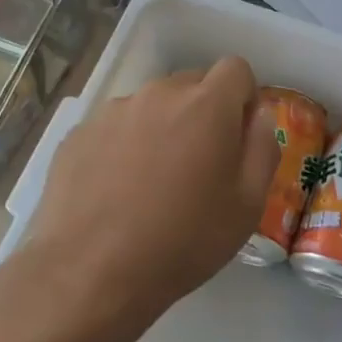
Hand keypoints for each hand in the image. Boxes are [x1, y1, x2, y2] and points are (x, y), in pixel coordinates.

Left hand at [13, 57, 278, 338]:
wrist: (90, 272)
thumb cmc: (183, 240)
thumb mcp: (248, 204)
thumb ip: (262, 147)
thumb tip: (259, 116)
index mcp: (206, 104)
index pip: (235, 69)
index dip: (243, 98)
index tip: (238, 138)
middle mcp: (158, 94)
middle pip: (192, 84)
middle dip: (203, 113)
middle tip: (198, 166)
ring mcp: (113, 112)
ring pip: (151, 106)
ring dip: (162, 129)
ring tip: (152, 184)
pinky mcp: (78, 134)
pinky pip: (115, 128)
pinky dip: (123, 147)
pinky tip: (116, 192)